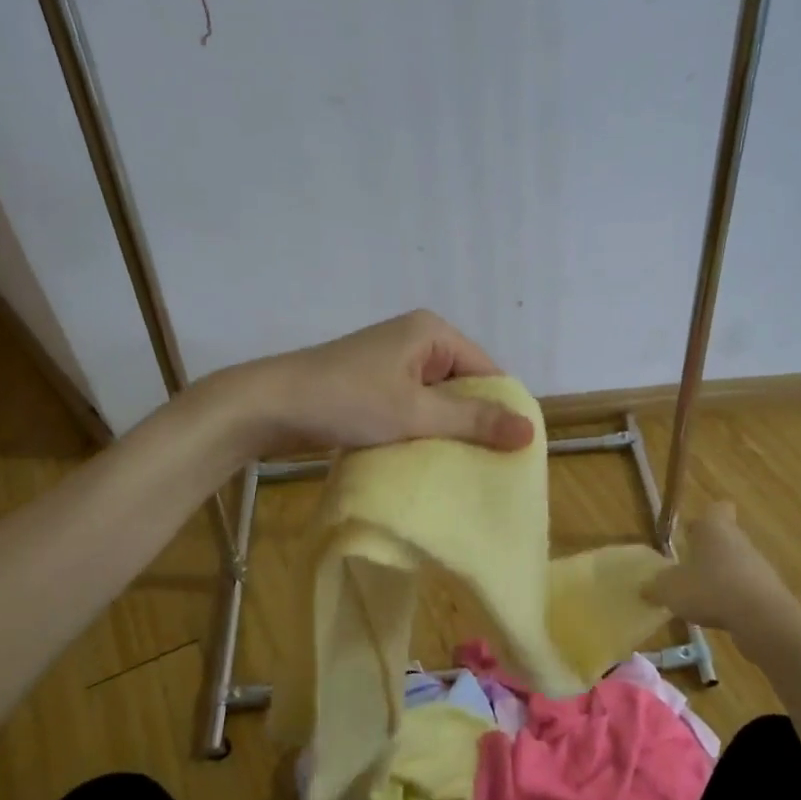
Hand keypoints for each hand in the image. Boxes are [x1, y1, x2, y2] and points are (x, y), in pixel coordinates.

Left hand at [220, 310, 536, 456]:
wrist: (268, 405)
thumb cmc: (348, 400)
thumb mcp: (416, 412)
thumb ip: (474, 420)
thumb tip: (531, 431)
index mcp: (433, 332)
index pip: (488, 371)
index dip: (502, 409)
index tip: (513, 452)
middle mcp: (417, 339)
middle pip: (464, 384)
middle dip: (474, 422)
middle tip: (491, 465)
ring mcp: (393, 361)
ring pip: (438, 399)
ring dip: (447, 429)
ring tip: (463, 467)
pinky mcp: (375, 383)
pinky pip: (414, 406)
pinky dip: (422, 429)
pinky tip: (427, 457)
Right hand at [647, 501, 800, 638]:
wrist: (763, 619)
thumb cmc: (711, 589)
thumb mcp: (670, 589)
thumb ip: (655, 586)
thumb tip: (644, 587)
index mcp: (714, 528)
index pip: (716, 508)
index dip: (704, 517)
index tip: (691, 532)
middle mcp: (738, 540)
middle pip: (725, 537)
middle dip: (708, 551)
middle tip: (687, 568)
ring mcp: (757, 565)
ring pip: (735, 563)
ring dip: (720, 576)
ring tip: (699, 597)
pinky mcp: (768, 591)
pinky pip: (745, 588)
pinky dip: (733, 599)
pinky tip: (718, 615)